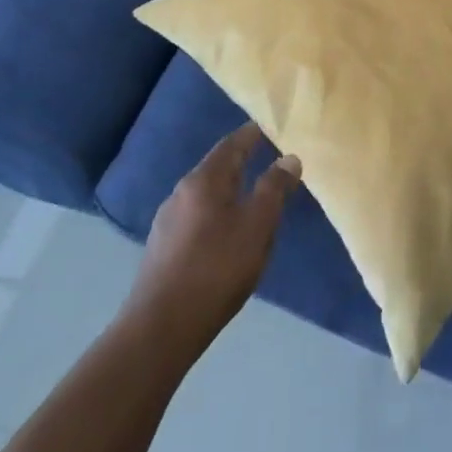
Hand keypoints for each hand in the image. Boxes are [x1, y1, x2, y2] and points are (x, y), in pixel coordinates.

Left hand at [125, 124, 300, 351]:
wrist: (162, 325)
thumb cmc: (217, 268)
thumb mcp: (257, 225)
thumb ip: (274, 189)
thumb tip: (289, 157)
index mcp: (204, 180)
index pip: (231, 145)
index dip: (251, 135)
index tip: (269, 127)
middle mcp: (181, 192)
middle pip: (216, 167)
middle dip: (240, 161)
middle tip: (266, 158)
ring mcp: (168, 221)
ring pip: (205, 194)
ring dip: (228, 189)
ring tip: (252, 194)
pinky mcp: (163, 247)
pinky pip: (197, 216)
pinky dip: (217, 211)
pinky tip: (226, 230)